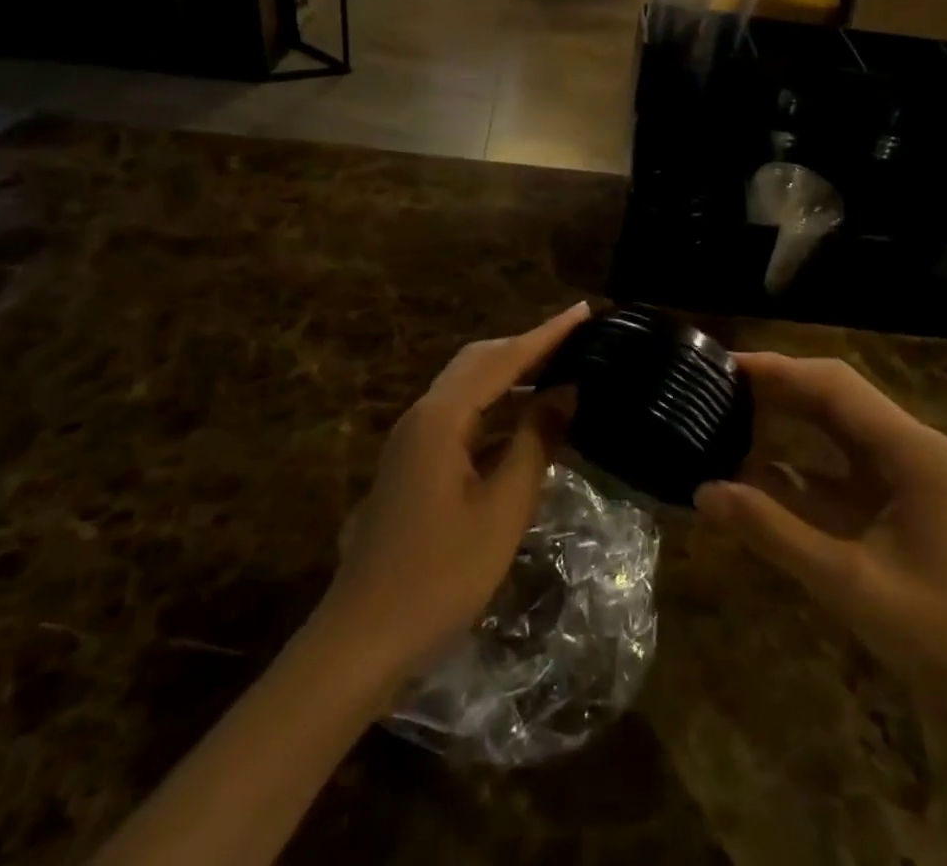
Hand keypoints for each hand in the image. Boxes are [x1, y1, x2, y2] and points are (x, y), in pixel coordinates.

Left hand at [319, 302, 588, 683]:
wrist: (363, 636)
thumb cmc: (440, 576)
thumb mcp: (502, 510)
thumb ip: (534, 443)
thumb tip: (566, 393)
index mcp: (442, 417)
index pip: (503, 359)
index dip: (547, 334)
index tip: (584, 311)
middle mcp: (423, 414)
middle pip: (480, 361)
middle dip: (528, 346)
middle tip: (576, 339)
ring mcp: (414, 438)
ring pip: (468, 387)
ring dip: (512, 375)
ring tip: (559, 369)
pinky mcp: (414, 461)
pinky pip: (462, 416)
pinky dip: (497, 408)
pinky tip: (525, 420)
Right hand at [697, 352, 946, 682]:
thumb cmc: (939, 635)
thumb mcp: (847, 583)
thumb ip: (773, 532)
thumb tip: (703, 491)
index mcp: (909, 450)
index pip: (832, 385)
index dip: (776, 369)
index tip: (723, 364)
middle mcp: (908, 443)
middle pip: (833, 391)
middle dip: (775, 383)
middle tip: (714, 383)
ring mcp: (903, 467)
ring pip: (834, 418)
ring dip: (784, 410)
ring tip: (727, 407)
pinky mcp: (893, 492)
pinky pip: (837, 456)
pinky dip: (796, 452)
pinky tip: (754, 460)